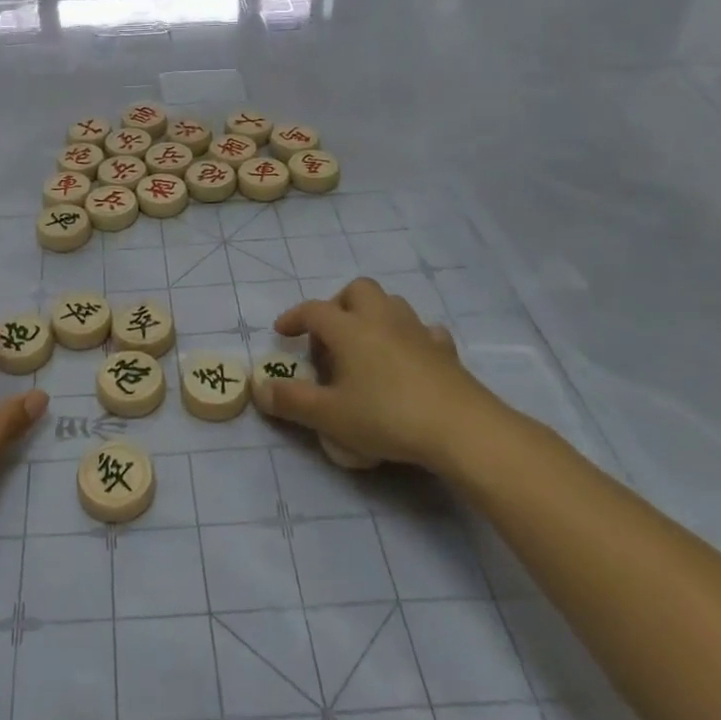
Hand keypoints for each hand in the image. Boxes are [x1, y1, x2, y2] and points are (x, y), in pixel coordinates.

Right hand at [260, 278, 503, 470]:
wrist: (461, 429)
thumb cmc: (387, 416)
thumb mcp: (329, 415)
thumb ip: (291, 400)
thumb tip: (258, 388)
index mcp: (349, 329)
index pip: (313, 310)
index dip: (293, 318)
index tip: (281, 333)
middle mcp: (382, 319)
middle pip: (357, 290)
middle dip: (338, 305)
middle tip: (329, 338)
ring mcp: (417, 331)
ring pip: (391, 304)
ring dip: (372, 316)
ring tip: (364, 348)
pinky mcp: (445, 351)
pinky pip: (423, 331)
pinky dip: (409, 338)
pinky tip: (406, 360)